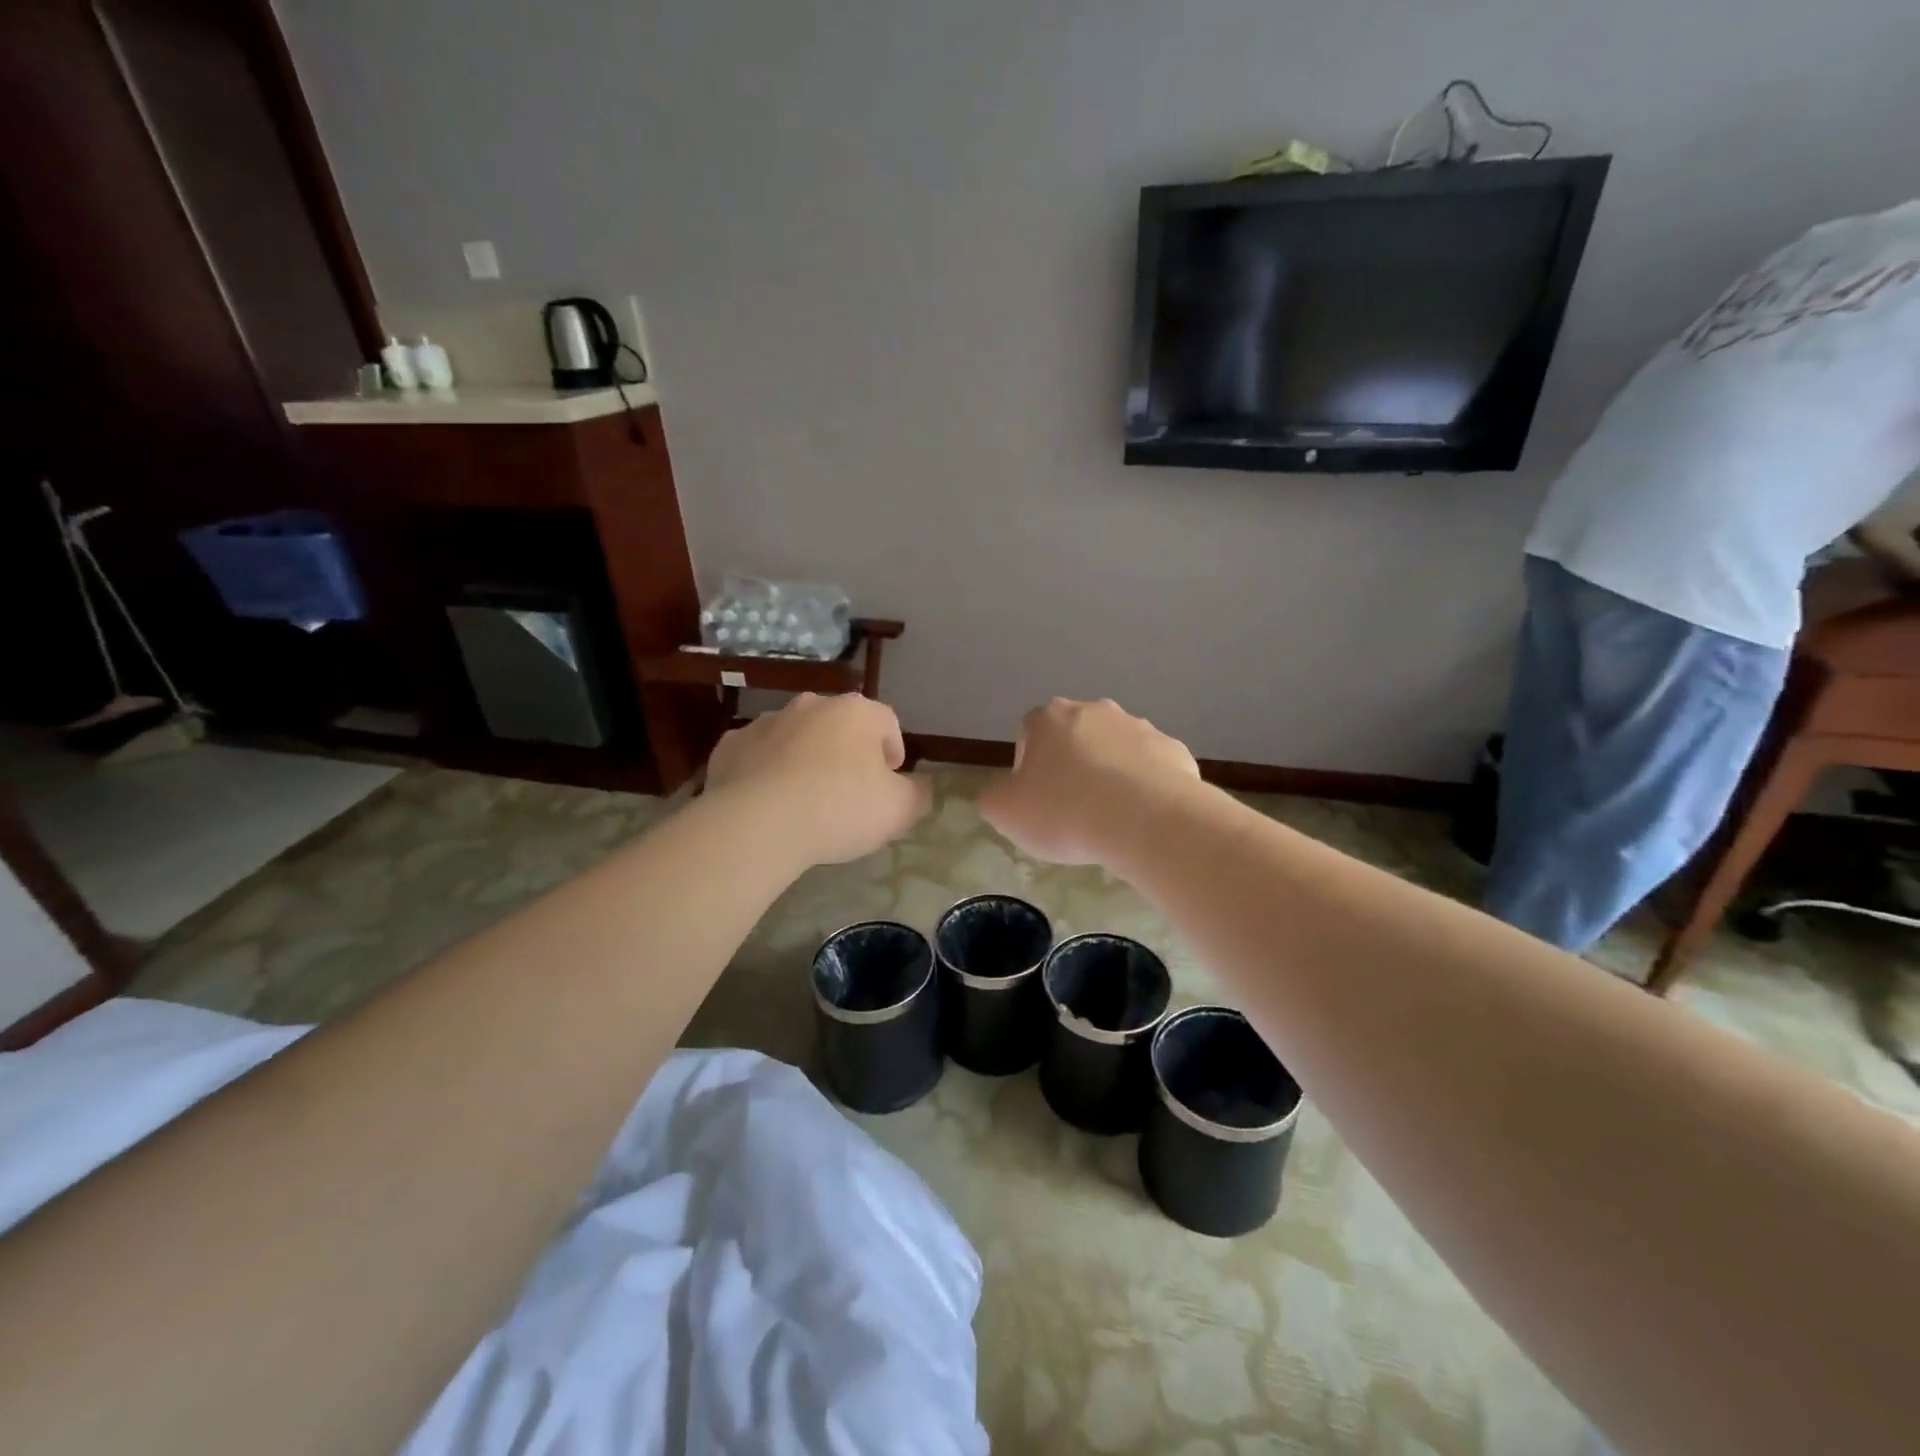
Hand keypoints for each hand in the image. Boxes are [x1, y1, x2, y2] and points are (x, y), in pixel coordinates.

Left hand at [705, 693, 930, 864]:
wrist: (757, 823)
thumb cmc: (839, 808)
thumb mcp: (899, 810)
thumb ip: (917, 795)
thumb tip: (919, 789)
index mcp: (856, 712)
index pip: (887, 722)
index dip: (893, 752)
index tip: (889, 783)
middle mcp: (811, 705)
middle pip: (839, 726)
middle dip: (847, 753)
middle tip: (848, 793)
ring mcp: (766, 722)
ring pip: (796, 738)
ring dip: (805, 759)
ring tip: (805, 800)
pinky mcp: (730, 746)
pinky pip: (758, 756)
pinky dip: (765, 772)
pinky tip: (768, 802)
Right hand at [978, 698, 1199, 864]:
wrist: (1147, 820)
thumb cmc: (1065, 812)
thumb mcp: (1004, 813)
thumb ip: (994, 798)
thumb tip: (1004, 794)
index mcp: (1050, 718)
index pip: (1029, 735)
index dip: (1029, 769)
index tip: (1037, 801)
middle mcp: (1095, 711)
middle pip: (1075, 738)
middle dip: (1072, 767)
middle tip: (1071, 809)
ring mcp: (1140, 727)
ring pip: (1115, 751)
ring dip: (1110, 775)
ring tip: (1110, 818)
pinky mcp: (1174, 750)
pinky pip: (1152, 768)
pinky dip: (1145, 788)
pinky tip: (1142, 818)